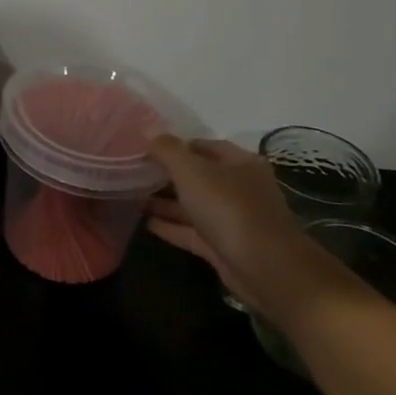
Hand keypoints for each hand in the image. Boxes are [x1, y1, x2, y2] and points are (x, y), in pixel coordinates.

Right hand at [145, 136, 319, 314]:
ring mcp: (233, 219)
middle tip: (133, 173)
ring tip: (132, 196)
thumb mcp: (192, 171)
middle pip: (198, 176)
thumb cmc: (228, 208)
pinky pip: (192, 231)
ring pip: (194, 205)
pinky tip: (145, 223)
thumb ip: (167, 150)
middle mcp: (240, 188)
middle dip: (167, 175)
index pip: (203, 146)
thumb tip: (148, 129)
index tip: (144, 148)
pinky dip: (171, 226)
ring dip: (166, 202)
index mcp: (240, 163)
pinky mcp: (224, 245)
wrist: (263, 266)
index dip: (175, 145)